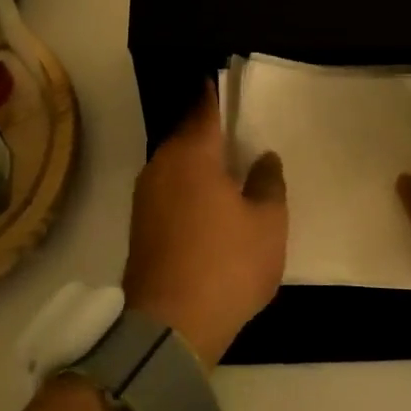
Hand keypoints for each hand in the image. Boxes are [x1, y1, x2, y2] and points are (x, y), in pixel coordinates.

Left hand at [125, 88, 287, 368]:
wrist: (169, 326)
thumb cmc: (226, 264)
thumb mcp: (268, 223)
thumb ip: (269, 183)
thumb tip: (263, 157)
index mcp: (191, 154)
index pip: (205, 109)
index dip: (218, 95)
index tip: (230, 84)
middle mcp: (161, 166)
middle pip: (187, 136)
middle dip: (210, 133)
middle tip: (241, 132)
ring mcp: (146, 197)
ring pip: (177, 165)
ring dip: (199, 163)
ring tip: (230, 168)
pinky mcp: (141, 226)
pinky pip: (170, 190)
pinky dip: (189, 188)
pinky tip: (210, 203)